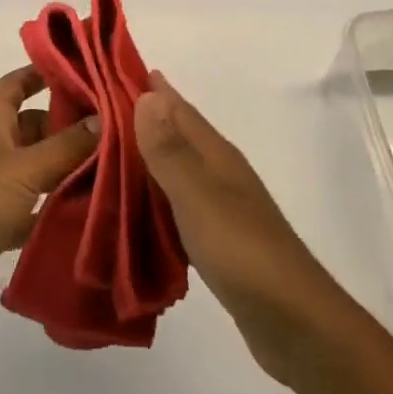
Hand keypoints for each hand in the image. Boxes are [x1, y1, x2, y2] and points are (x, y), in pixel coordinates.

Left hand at [0, 66, 99, 327]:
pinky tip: (89, 211)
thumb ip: (66, 145)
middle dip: (68, 126)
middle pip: (34, 126)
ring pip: (37, 168)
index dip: (43, 73)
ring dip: (67, 169)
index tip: (81, 70)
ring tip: (113, 167)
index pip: (17, 84)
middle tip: (114, 128)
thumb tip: (103, 118)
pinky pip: (34, 208)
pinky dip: (55, 208)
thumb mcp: (25, 168)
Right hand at [136, 73, 355, 389]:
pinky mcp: (219, 239)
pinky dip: (155, 194)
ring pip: (177, 167)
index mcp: (216, 156)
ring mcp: (222, 206)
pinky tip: (137, 205)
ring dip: (147, 155)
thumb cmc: (243, 253)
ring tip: (106, 152)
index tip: (110, 69)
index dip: (148, 88)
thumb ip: (170, 150)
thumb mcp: (198, 197)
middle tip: (96, 108)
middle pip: (177, 133)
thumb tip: (147, 94)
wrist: (296, 324)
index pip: (176, 109)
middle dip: (143, 117)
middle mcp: (220, 172)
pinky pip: (177, 202)